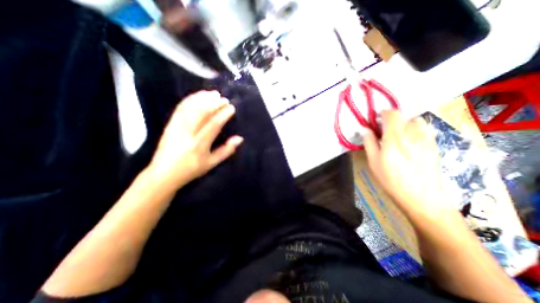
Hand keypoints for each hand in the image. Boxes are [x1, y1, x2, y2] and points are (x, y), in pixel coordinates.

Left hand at [147, 90, 241, 189]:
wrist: (163, 174)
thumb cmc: (191, 170)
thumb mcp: (212, 163)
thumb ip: (226, 151)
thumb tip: (239, 138)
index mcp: (199, 145)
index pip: (213, 125)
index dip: (223, 115)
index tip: (231, 108)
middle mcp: (187, 134)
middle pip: (201, 113)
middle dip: (214, 104)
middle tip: (224, 99)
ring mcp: (176, 127)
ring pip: (190, 108)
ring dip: (202, 99)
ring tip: (213, 93)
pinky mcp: (169, 124)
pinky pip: (180, 109)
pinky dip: (190, 100)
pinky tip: (197, 95)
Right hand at [362, 110, 451, 218]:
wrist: (423, 198)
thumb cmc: (392, 180)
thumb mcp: (374, 162)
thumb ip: (369, 142)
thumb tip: (364, 129)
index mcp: (395, 137)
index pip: (392, 114)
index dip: (383, 113)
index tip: (375, 119)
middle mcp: (413, 134)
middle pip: (404, 116)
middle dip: (392, 120)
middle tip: (384, 132)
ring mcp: (426, 139)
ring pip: (415, 122)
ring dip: (404, 125)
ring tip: (397, 138)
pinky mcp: (434, 145)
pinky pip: (423, 130)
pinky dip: (414, 131)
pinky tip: (409, 145)